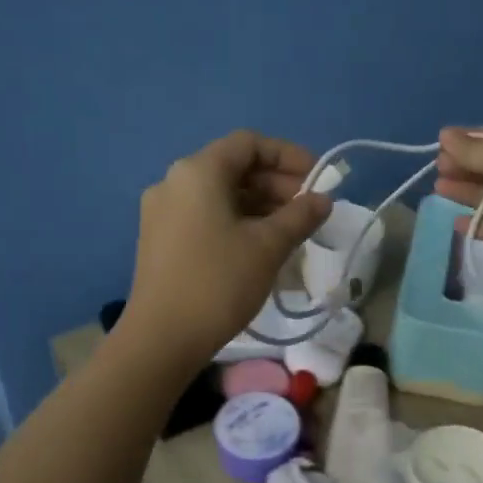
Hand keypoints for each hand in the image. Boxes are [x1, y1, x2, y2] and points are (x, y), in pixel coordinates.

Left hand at [121, 131, 330, 364]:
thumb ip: (299, 216)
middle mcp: (174, 181)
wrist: (161, 339)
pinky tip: (259, 246)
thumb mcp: (268, 246)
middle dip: (276, 183)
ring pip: (220, 193)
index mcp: (198, 172)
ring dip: (259, 204)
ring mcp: (162, 211)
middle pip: (233, 167)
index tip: (316, 179)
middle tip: (307, 210)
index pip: (249, 144)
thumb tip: (322, 200)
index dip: (288, 156)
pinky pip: (205, 215)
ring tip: (290, 231)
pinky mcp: (160, 238)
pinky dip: (236, 220)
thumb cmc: (218, 282)